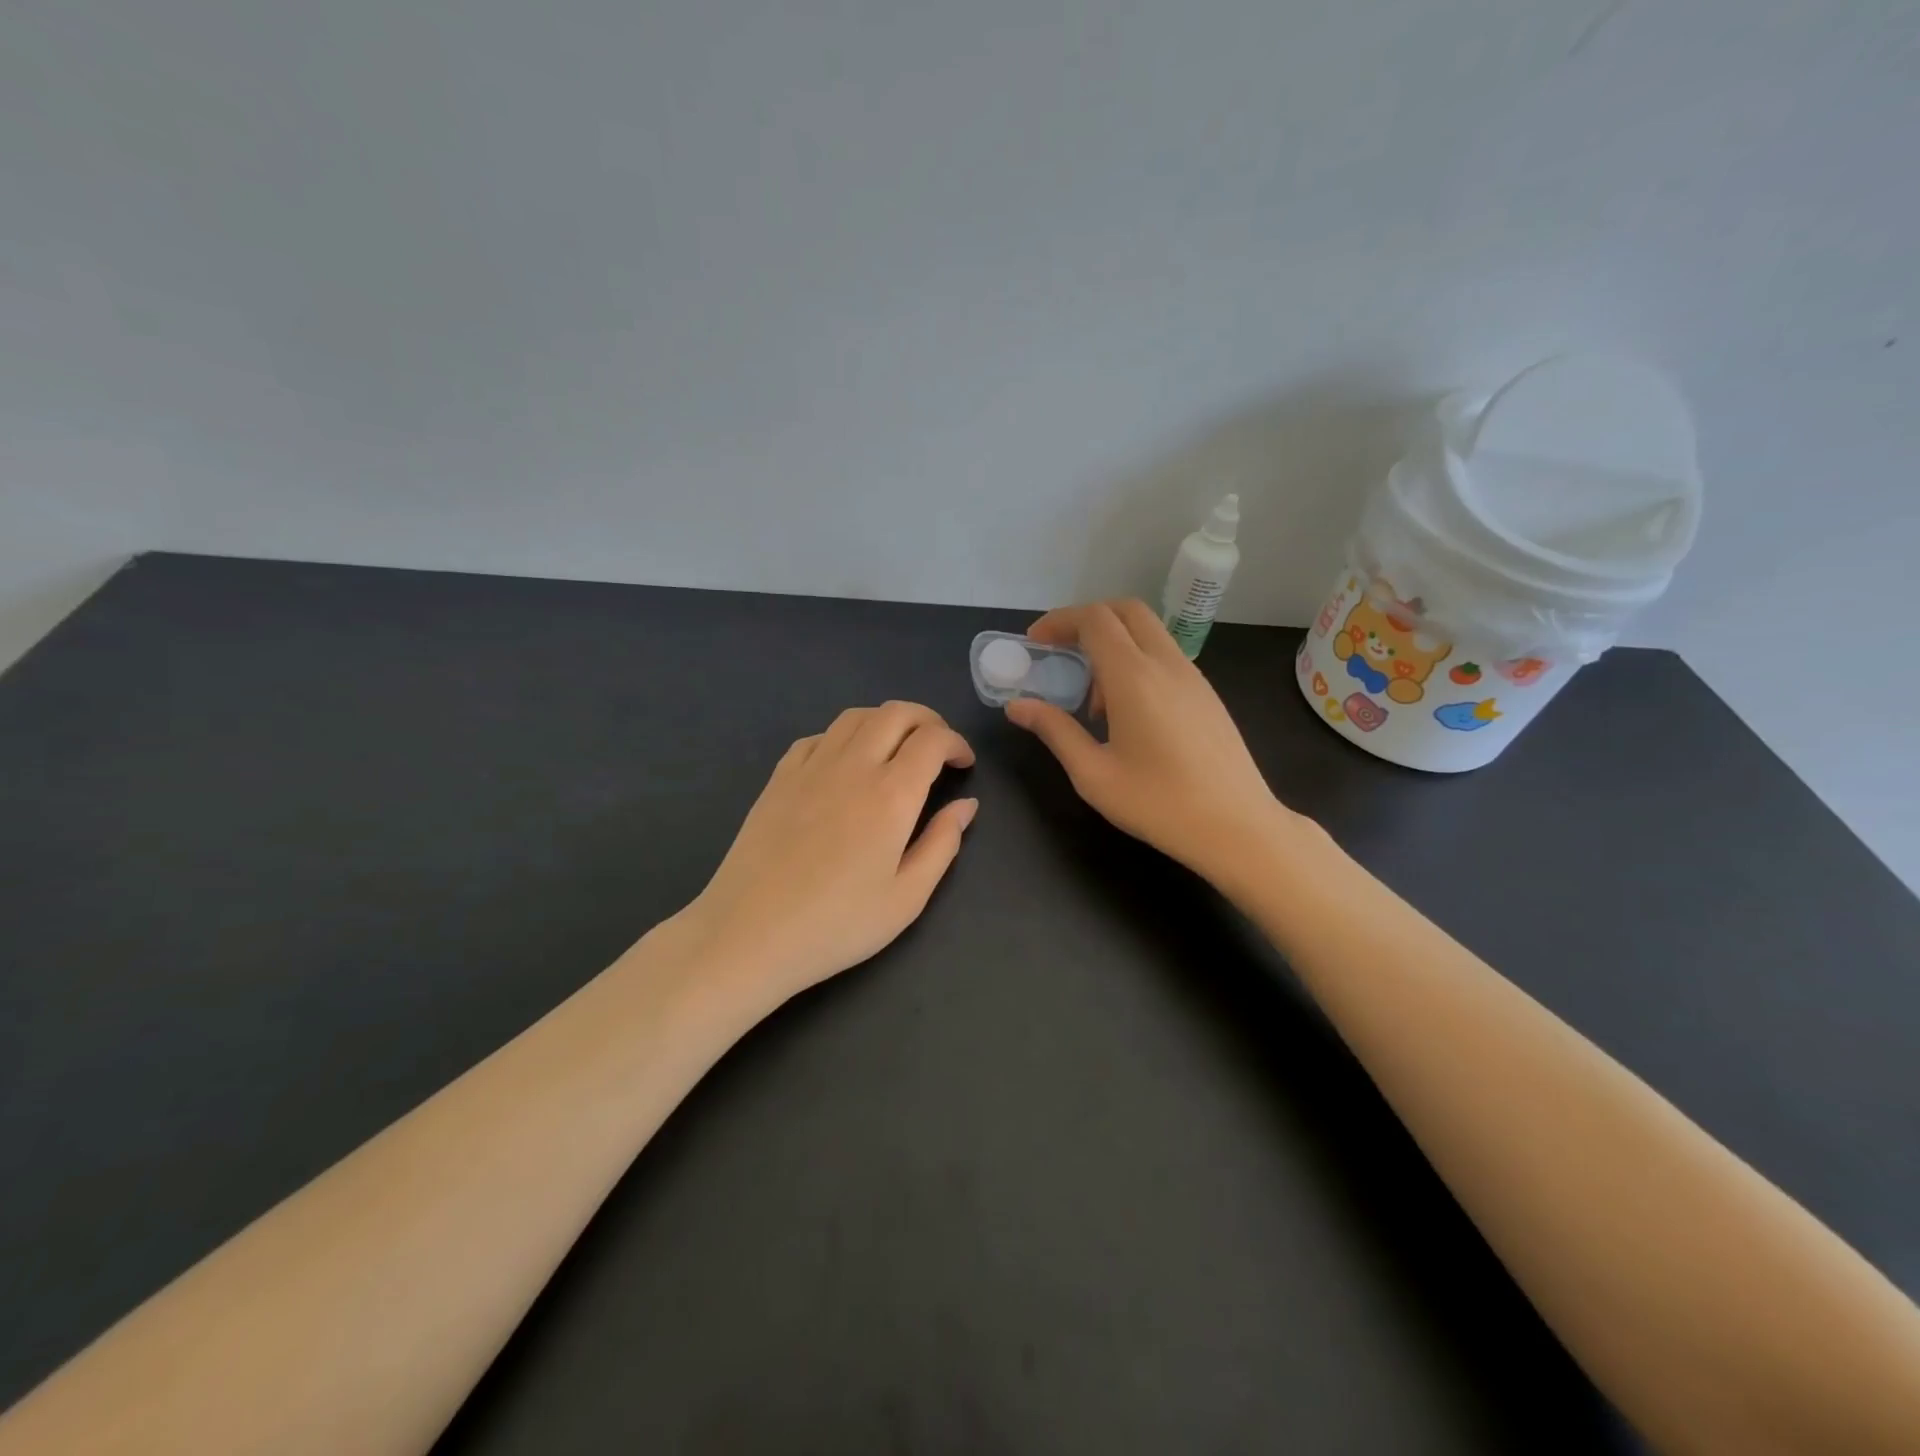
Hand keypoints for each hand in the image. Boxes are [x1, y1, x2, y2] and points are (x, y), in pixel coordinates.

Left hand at [678, 702, 976, 1009]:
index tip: (964, 765)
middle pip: (895, 713)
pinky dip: (844, 737)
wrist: (750, 933)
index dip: (956, 743)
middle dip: (927, 720)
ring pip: (855, 716)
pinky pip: (818, 736)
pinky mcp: (779, 777)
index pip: (932, 739)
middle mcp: (853, 766)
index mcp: (892, 794)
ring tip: (896, 749)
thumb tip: (966, 805)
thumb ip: (943, 844)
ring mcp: (810, 767)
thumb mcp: (907, 898)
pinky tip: (845, 764)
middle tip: (938, 748)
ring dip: (886, 721)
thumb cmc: (837, 924)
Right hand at [1006, 600, 1296, 879]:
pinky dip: (1136, 662)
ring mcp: (1193, 677)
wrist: (1238, 827)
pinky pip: (1165, 657)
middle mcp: (1167, 664)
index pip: (1094, 620)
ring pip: (1148, 632)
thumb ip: (1054, 731)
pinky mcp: (1207, 694)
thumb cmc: (1159, 804)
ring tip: (1091, 700)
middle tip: (1060, 652)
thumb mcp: (1093, 774)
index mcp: (1134, 677)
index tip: (1034, 643)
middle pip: (1126, 610)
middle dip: (1087, 619)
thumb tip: (1017, 706)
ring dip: (1113, 644)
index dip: (1059, 621)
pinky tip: (1127, 713)